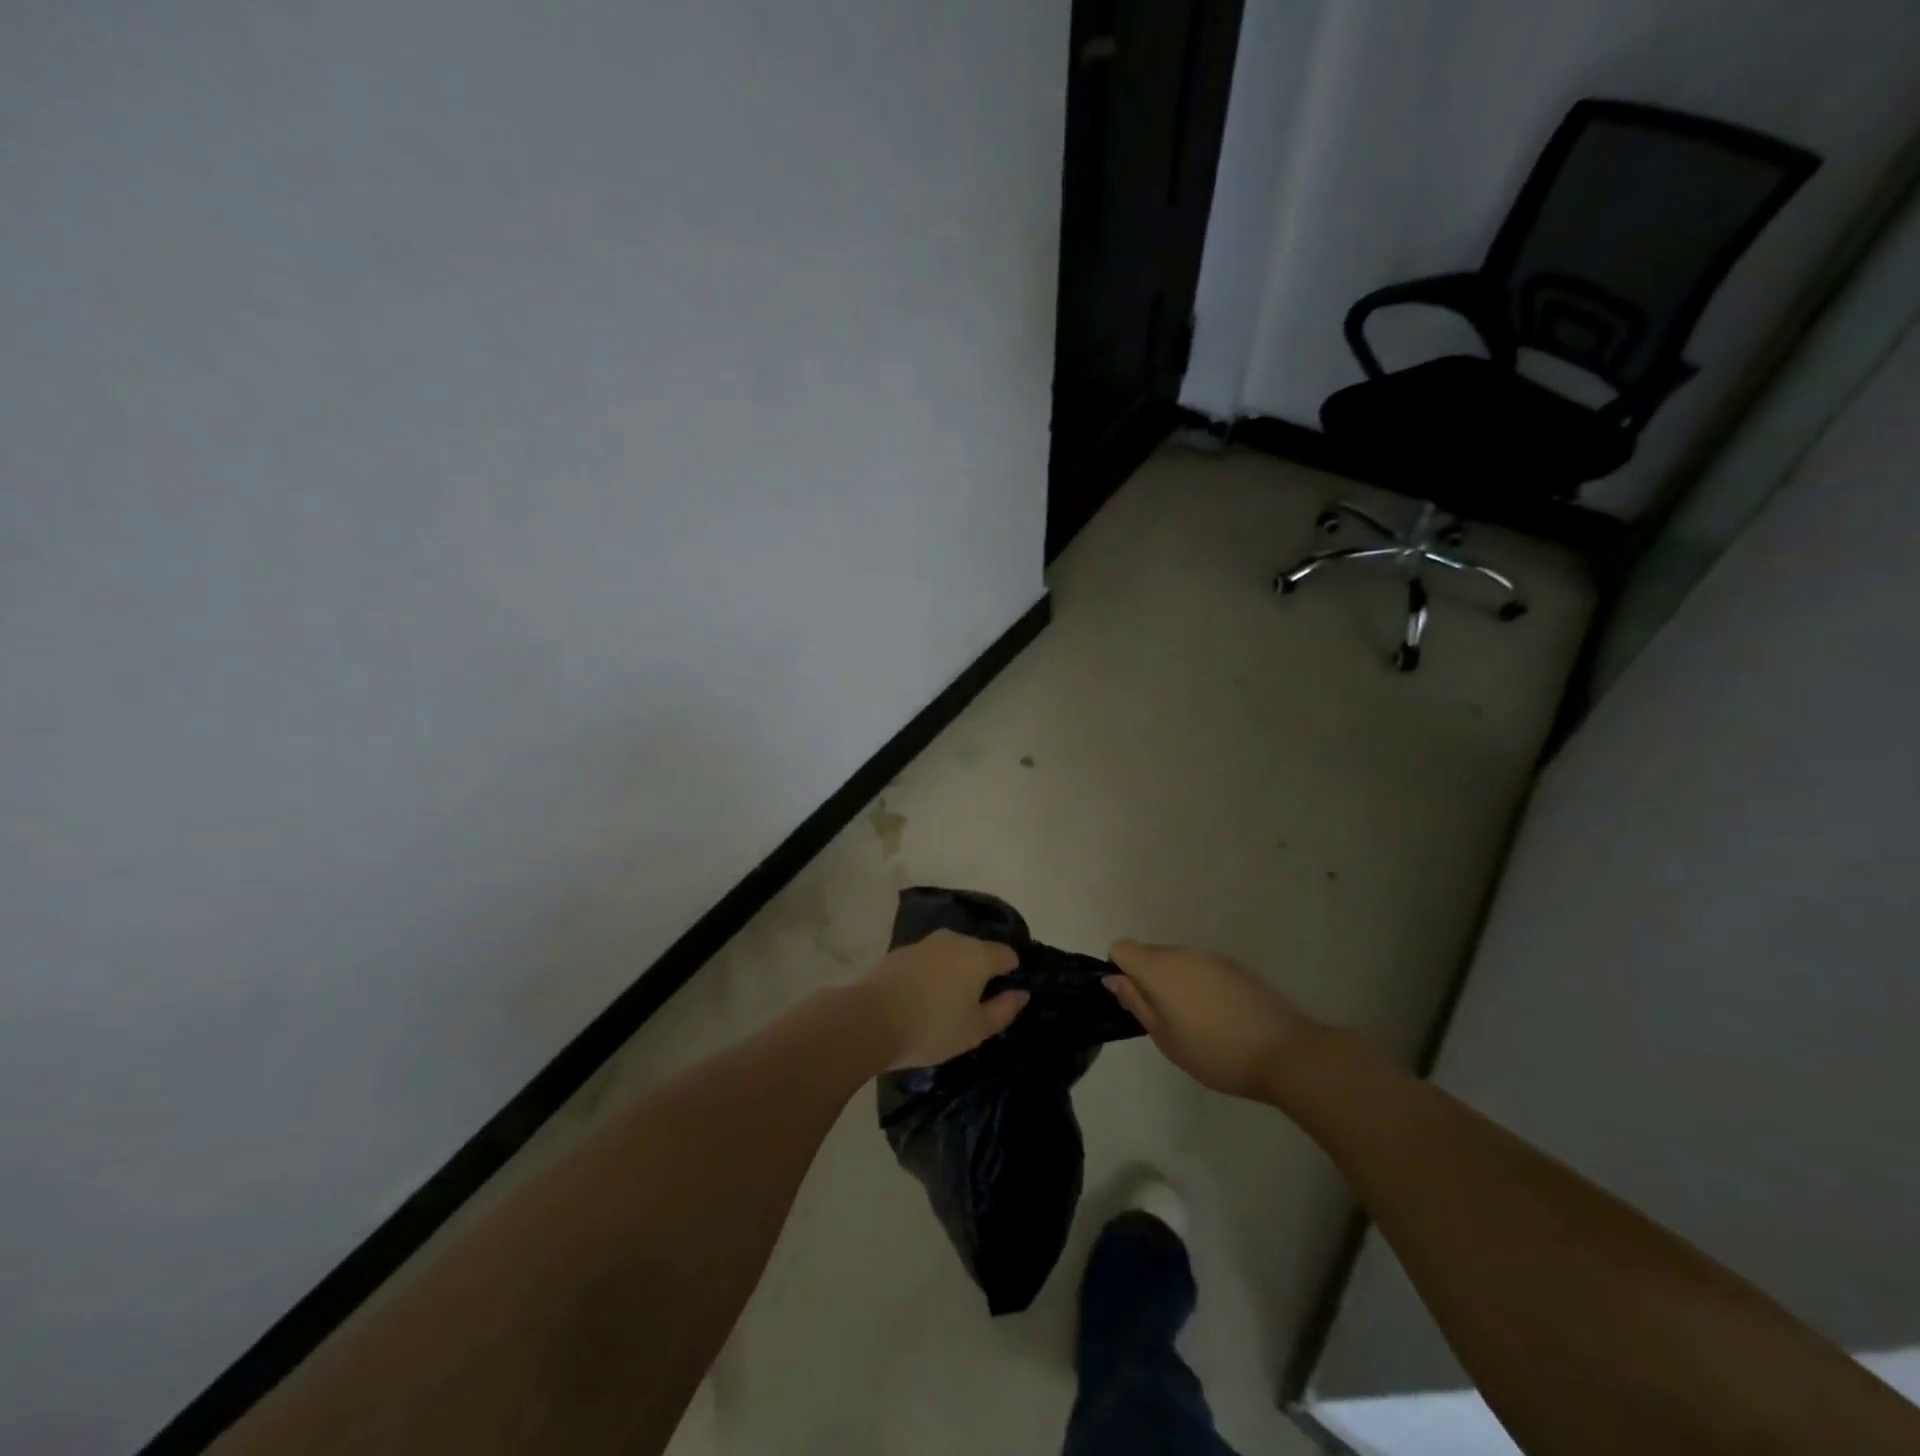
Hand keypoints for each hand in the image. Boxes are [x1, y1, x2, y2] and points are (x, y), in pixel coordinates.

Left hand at [861, 931, 1026, 1069]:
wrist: (869, 1019)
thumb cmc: (932, 1027)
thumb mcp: (976, 1029)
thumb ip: (1004, 1009)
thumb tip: (1022, 992)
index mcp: (978, 954)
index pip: (1008, 955)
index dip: (1011, 975)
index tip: (1001, 1001)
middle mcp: (953, 940)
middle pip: (978, 952)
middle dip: (981, 974)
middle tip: (973, 1008)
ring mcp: (924, 943)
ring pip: (951, 954)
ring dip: (954, 973)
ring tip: (944, 1006)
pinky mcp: (900, 952)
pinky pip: (928, 961)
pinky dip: (931, 975)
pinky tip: (920, 1000)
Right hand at [1104, 940, 1322, 1101]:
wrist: (1286, 1053)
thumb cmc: (1215, 1052)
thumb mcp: (1165, 1038)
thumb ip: (1136, 1003)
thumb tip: (1113, 978)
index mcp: (1159, 967)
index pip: (1121, 948)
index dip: (1119, 971)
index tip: (1134, 1002)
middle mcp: (1183, 952)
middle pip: (1149, 954)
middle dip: (1147, 980)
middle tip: (1164, 1022)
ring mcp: (1212, 957)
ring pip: (1177, 962)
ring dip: (1175, 984)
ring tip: (1194, 1024)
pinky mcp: (1235, 967)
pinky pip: (1202, 969)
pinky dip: (1199, 987)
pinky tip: (1219, 1019)